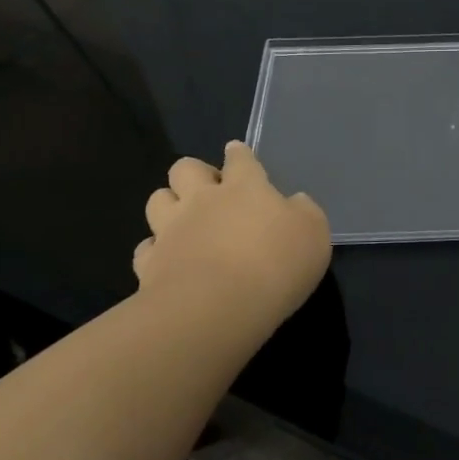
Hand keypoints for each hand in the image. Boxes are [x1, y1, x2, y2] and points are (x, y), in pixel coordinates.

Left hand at [134, 142, 330, 331]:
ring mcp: (171, 230)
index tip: (236, 152)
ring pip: (157, 200)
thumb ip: (304, 212)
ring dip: (168, 204)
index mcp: (245, 188)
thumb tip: (295, 202)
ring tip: (182, 219)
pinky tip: (166, 261)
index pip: (240, 159)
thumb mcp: (313, 234)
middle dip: (194, 172)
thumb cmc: (275, 263)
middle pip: (185, 168)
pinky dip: (154, 251)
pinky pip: (146, 248)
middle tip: (209, 189)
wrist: (217, 307)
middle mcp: (203, 200)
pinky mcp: (150, 264)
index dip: (239, 154)